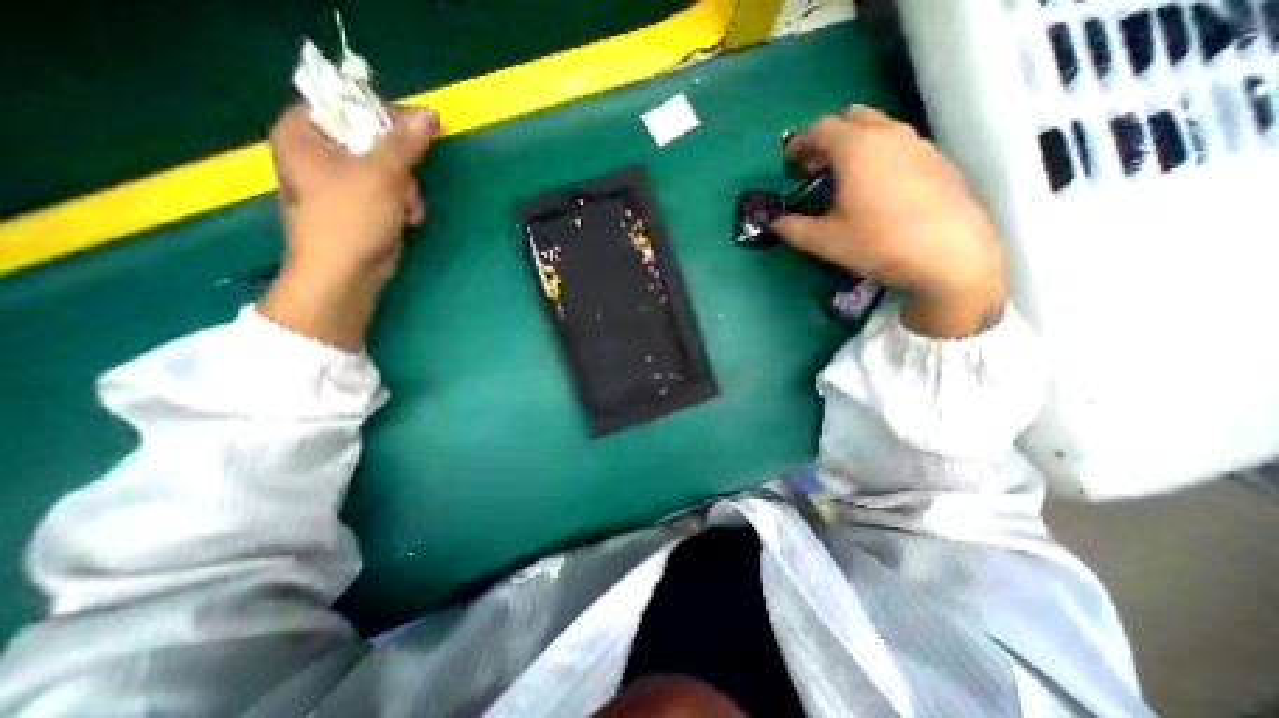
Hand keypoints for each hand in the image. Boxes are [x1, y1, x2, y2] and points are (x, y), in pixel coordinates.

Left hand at [258, 103, 440, 350]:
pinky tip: (407, 219)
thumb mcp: (381, 175)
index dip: (384, 115)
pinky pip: (391, 190)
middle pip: (374, 139)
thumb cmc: (351, 218)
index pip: (346, 103)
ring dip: (408, 189)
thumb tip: (430, 114)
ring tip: (407, 210)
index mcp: (304, 132)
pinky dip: (404, 203)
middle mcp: (319, 152)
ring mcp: (341, 181)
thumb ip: (405, 142)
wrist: (346, 274)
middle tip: (406, 185)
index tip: (415, 132)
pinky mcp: (361, 204)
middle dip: (401, 167)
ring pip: (389, 168)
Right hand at [773, 104, 1003, 338]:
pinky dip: (877, 154)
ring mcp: (918, 144)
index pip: (821, 128)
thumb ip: (794, 229)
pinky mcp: (937, 160)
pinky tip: (875, 188)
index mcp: (857, 148)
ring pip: (878, 128)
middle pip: (851, 118)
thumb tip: (775, 223)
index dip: (799, 142)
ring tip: (843, 177)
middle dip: (827, 138)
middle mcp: (888, 135)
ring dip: (853, 144)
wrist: (950, 254)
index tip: (789, 162)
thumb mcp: (826, 241)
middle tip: (814, 167)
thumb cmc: (878, 243)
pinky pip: (898, 144)